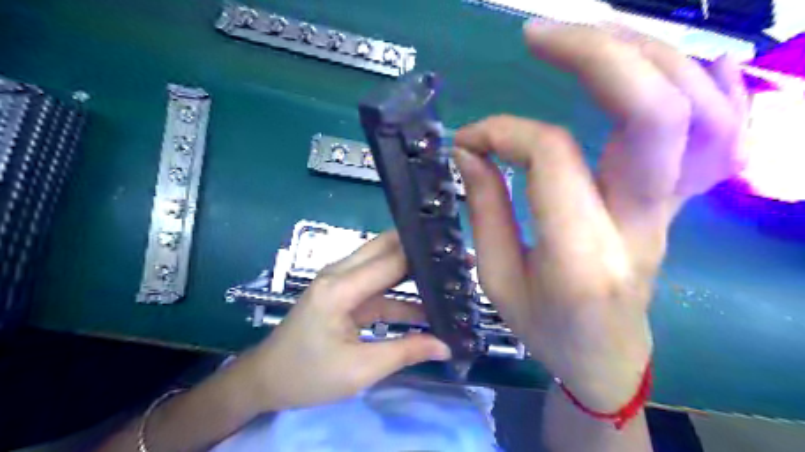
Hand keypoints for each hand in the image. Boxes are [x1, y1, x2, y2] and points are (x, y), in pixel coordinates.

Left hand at [238, 234, 451, 412]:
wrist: (267, 379)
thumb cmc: (308, 375)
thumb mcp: (360, 370)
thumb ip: (405, 352)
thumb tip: (446, 346)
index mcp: (340, 288)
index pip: (391, 260)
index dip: (424, 256)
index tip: (456, 256)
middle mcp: (340, 273)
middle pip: (386, 247)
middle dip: (420, 251)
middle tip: (456, 258)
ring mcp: (341, 280)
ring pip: (383, 262)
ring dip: (413, 269)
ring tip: (448, 277)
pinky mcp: (344, 292)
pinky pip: (378, 284)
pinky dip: (401, 291)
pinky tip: (426, 304)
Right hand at [452, 20, 747, 412]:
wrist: (606, 356)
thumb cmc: (545, 327)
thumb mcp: (497, 279)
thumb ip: (484, 209)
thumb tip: (470, 151)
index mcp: (581, 254)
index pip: (551, 156)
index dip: (503, 133)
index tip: (468, 141)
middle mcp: (640, 223)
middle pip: (653, 112)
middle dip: (597, 54)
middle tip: (539, 35)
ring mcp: (672, 208)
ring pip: (697, 108)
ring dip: (644, 55)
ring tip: (588, 38)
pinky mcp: (679, 200)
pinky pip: (716, 129)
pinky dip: (695, 80)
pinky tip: (656, 62)